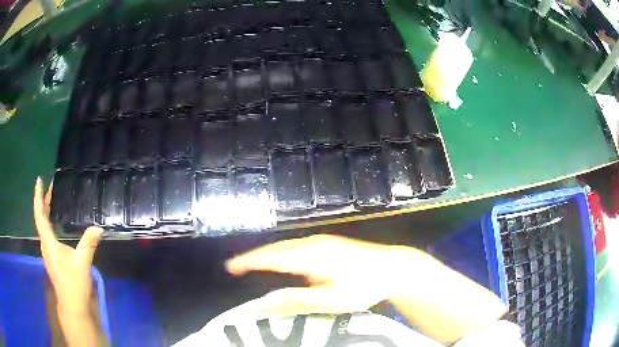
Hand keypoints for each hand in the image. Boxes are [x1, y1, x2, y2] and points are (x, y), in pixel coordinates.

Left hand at [34, 177, 105, 345]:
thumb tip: (99, 227)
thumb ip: (88, 244)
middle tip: (50, 187)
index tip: (39, 180)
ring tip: (51, 202)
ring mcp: (48, 253)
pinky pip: (47, 235)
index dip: (38, 197)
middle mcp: (45, 245)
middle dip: (43, 201)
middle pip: (40, 219)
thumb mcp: (82, 263)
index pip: (40, 215)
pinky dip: (49, 224)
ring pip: (43, 227)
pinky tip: (55, 226)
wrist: (72, 306)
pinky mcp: (52, 259)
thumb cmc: (74, 284)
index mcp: (49, 243)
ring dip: (45, 212)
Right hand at [226, 234, 421, 315]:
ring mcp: (321, 241)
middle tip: (235, 266)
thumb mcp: (333, 299)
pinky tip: (279, 262)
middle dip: (254, 257)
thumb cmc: (364, 286)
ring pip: (286, 247)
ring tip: (250, 264)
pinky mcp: (328, 243)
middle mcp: (313, 244)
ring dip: (267, 255)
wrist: (392, 267)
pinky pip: (296, 247)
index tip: (231, 266)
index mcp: (312, 257)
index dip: (250, 262)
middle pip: (276, 249)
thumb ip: (299, 299)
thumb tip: (268, 300)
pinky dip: (282, 254)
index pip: (272, 258)